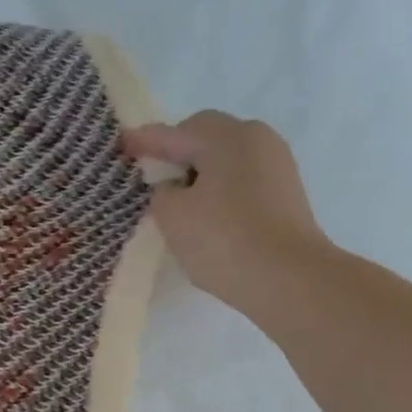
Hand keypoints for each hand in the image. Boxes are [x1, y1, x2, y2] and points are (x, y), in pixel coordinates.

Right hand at [122, 111, 332, 314]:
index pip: (175, 132)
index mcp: (228, 137)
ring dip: (199, 173)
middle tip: (151, 176)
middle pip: (206, 137)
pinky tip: (206, 216)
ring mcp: (277, 166)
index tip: (122, 146)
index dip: (145, 141)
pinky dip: (219, 190)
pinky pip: (241, 180)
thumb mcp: (172, 215)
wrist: (289, 279)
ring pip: (226, 159)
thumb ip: (161, 192)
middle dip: (177, 152)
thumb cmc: (223, 239)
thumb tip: (174, 188)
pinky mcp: (285, 194)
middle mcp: (257, 140)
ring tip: (177, 202)